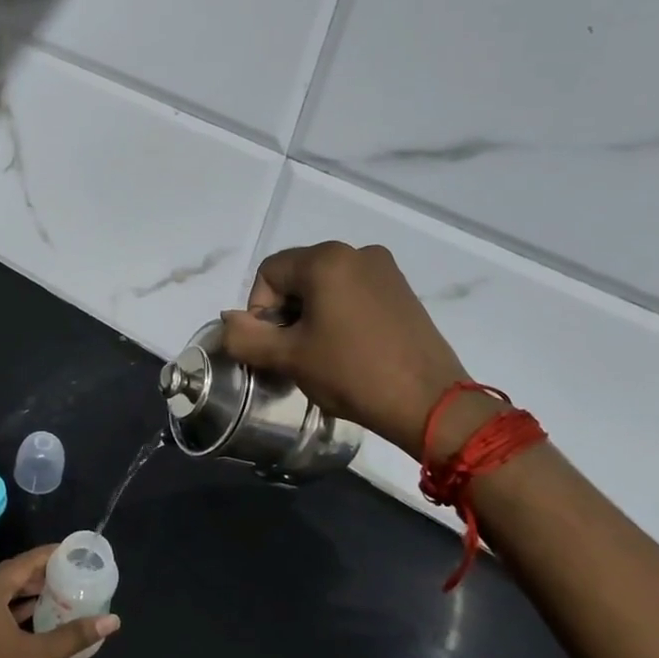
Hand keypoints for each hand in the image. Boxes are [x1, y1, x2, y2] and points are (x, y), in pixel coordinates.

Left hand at [0, 546, 120, 657]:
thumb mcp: (42, 655)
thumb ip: (76, 633)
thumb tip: (112, 620)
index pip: (18, 565)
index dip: (44, 556)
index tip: (68, 552)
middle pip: (6, 576)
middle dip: (35, 573)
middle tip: (65, 571)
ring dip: (23, 591)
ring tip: (54, 590)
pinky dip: (10, 608)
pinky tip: (33, 614)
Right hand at [220, 241, 478, 460]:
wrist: (429, 403)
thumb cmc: (352, 373)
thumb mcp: (289, 357)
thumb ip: (246, 336)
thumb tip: (229, 322)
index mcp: (326, 260)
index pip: (269, 273)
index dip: (259, 310)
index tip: (273, 346)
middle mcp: (356, 253)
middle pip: (298, 276)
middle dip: (286, 312)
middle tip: (293, 353)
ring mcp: (385, 270)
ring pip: (326, 286)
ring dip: (311, 315)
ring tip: (321, 354)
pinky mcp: (402, 291)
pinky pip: (354, 293)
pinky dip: (339, 314)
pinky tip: (348, 349)